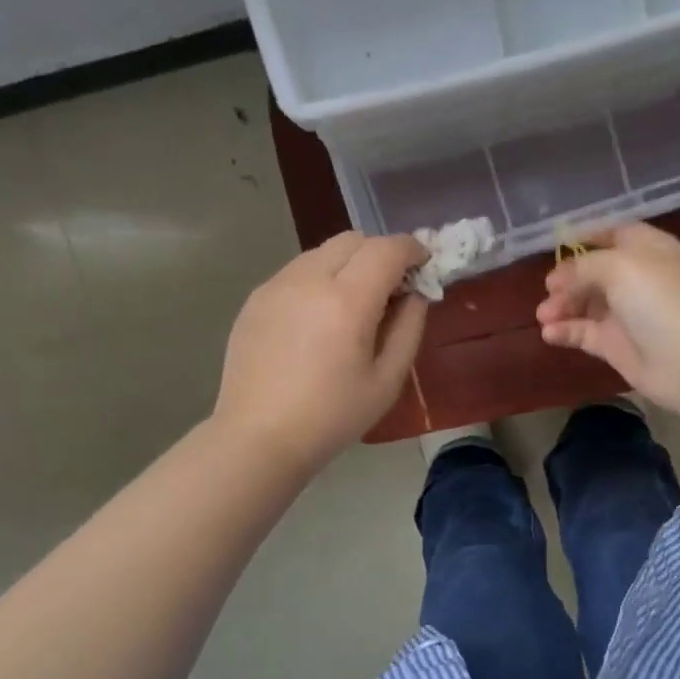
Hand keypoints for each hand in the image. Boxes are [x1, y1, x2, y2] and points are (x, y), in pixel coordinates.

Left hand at [216, 232, 429, 472]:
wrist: (258, 438)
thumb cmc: (331, 417)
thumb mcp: (387, 381)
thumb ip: (409, 328)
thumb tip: (415, 293)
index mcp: (347, 301)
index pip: (387, 249)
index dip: (412, 250)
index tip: (424, 266)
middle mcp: (308, 280)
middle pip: (353, 240)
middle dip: (380, 253)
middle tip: (391, 289)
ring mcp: (276, 285)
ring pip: (322, 252)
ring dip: (348, 264)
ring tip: (353, 305)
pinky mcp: (255, 298)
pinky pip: (297, 272)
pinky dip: (319, 279)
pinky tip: (318, 319)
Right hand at [536, 223, 679, 408]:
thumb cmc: (657, 299)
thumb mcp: (619, 266)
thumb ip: (584, 265)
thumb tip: (560, 277)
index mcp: (649, 250)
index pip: (616, 234)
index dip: (588, 236)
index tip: (558, 244)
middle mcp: (638, 279)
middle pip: (594, 272)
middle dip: (568, 278)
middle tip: (549, 289)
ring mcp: (627, 314)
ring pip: (585, 304)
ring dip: (561, 306)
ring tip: (543, 315)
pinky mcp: (616, 345)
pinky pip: (584, 333)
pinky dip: (565, 331)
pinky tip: (549, 333)